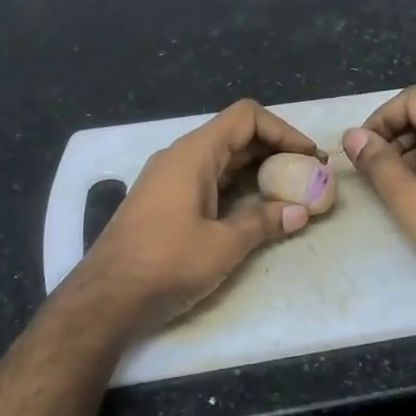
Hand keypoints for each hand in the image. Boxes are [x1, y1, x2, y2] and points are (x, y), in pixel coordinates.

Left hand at [64, 99, 318, 335]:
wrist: (106, 298)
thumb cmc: (166, 264)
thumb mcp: (223, 245)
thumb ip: (264, 222)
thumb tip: (300, 211)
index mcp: (193, 154)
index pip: (246, 117)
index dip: (283, 130)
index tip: (309, 158)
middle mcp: (179, 157)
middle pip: (235, 136)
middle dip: (275, 151)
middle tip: (308, 177)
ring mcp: (168, 179)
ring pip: (222, 160)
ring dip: (258, 170)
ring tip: (290, 193)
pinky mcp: (164, 202)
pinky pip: (208, 180)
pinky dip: (237, 187)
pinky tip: (256, 209)